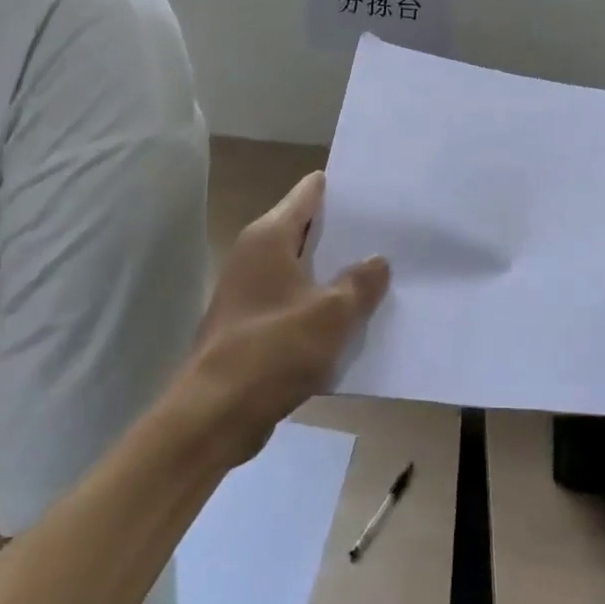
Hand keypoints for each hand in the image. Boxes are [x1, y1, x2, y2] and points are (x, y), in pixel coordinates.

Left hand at [175, 172, 389, 467]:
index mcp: (269, 236)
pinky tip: (348, 316)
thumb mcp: (333, 314)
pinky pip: (291, 299)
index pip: (309, 192)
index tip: (377, 194)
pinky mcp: (249, 321)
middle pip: (305, 228)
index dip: (342, 190)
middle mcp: (253, 252)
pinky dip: (316, 301)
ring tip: (376, 272)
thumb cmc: (275, 349)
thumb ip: (360, 283)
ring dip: (331, 271)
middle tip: (388, 234)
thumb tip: (377, 262)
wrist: (216, 413)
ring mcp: (247, 288)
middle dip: (343, 232)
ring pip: (299, 267)